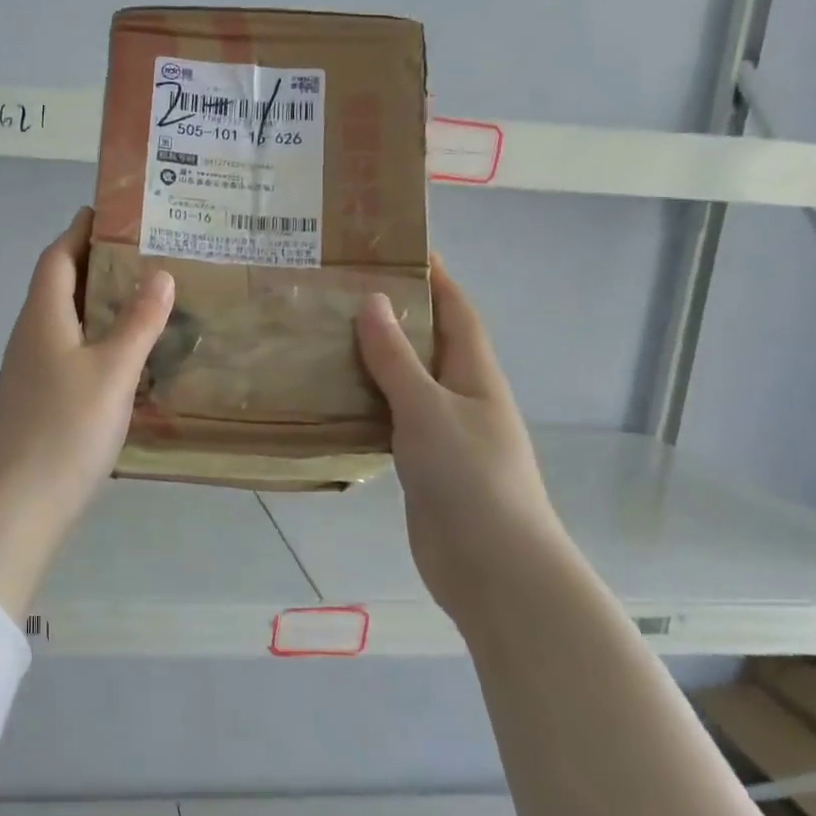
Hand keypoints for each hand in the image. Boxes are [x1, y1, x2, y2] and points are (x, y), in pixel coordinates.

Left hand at [0, 208, 174, 616]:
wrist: (19, 504)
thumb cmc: (66, 428)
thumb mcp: (112, 370)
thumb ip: (138, 321)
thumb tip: (159, 273)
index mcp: (43, 317)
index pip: (57, 256)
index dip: (80, 230)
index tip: (110, 210)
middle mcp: (30, 336)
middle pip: (59, 286)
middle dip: (94, 263)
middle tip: (144, 253)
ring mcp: (30, 371)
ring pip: (65, 322)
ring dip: (97, 304)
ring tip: (143, 299)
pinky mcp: (38, 401)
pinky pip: (69, 353)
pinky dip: (96, 341)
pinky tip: (125, 357)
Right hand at [356, 257, 565, 614]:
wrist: (492, 567)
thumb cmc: (469, 477)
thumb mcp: (428, 408)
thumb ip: (396, 358)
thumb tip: (373, 301)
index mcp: (475, 374)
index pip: (456, 310)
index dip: (435, 276)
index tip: (399, 247)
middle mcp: (461, 397)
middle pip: (427, 343)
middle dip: (394, 313)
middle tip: (341, 291)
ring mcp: (442, 433)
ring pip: (404, 382)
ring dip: (373, 360)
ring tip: (324, 336)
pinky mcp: (421, 465)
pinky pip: (389, 419)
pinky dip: (365, 403)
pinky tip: (330, 398)